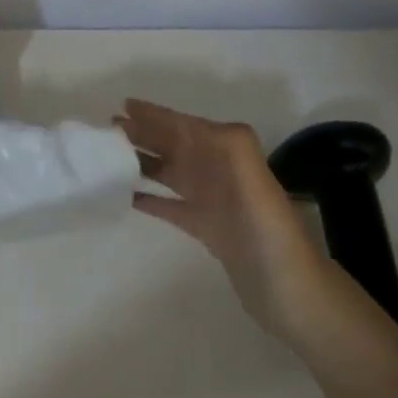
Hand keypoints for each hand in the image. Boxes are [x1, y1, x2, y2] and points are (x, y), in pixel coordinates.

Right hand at [116, 98, 325, 338]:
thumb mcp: (256, 184)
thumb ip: (231, 150)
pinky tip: (126, 196)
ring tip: (111, 157)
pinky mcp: (205, 228)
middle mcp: (220, 173)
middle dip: (145, 133)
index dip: (158, 115)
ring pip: (171, 172)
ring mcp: (211, 201)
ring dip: (143, 161)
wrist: (290, 292)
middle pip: (176, 146)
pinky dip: (149, 198)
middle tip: (107, 130)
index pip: (187, 127)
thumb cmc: (270, 235)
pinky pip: (170, 206)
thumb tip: (192, 124)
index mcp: (231, 157)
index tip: (124, 106)